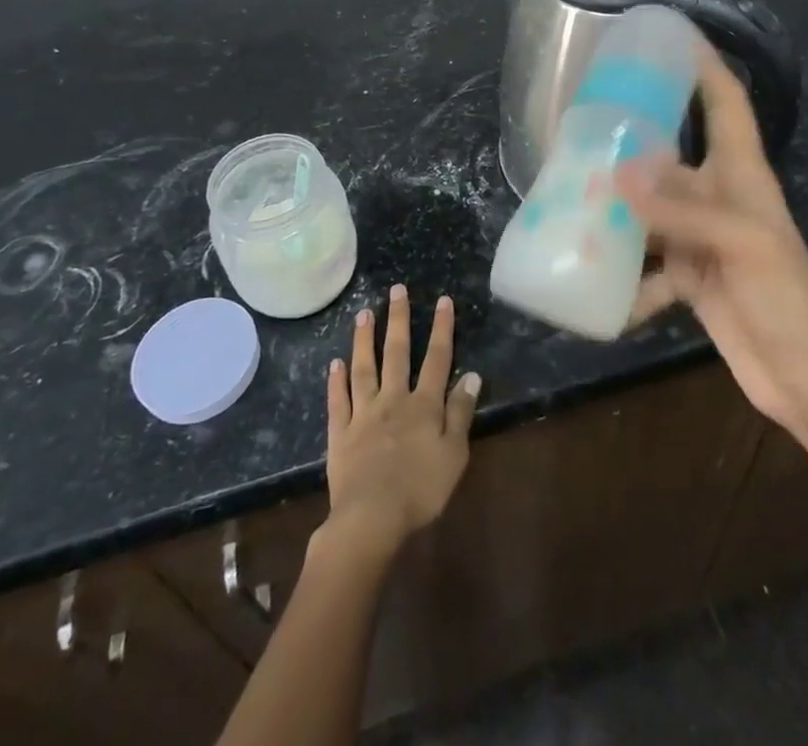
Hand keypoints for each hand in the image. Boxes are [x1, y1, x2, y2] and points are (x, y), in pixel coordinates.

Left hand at [324, 285, 479, 557]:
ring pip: (364, 368)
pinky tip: (335, 363)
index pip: (437, 359)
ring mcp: (363, 414)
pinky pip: (338, 401)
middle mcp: (393, 399)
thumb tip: (472, 375)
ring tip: (363, 313)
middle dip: (398, 319)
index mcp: (424, 405)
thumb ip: (461, 412)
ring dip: (364, 339)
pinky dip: (336, 381)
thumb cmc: (421, 489)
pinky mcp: (340, 434)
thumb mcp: (454, 454)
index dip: (442, 328)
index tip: (443, 300)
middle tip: (396, 290)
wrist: (371, 518)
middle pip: (396, 353)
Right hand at [618, 47, 807, 433]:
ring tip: (571, 201)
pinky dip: (626, 280)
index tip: (669, 34)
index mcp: (742, 174)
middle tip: (583, 123)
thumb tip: (615, 174)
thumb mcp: (741, 244)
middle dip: (632, 140)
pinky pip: (647, 267)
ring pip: (650, 211)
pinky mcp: (690, 279)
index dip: (703, 64)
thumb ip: (680, 208)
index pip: (725, 102)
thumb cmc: (788, 299)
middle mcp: (719, 197)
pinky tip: (598, 290)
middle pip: (671, 154)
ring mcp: (702, 240)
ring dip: (618, 212)